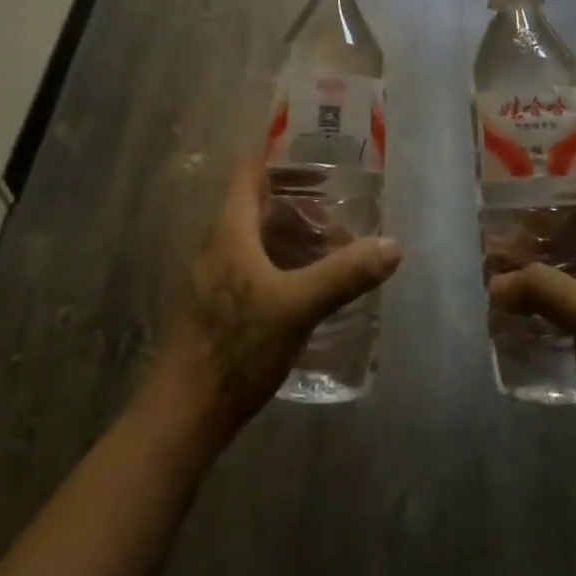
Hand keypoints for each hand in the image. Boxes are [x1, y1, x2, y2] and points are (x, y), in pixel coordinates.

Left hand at [156, 159, 401, 440]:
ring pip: (254, 239)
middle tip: (339, 222)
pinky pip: (249, 267)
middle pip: (257, 205)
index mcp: (230, 228)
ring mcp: (210, 276)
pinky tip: (303, 292)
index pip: (249, 170)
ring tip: (330, 256)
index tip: (320, 170)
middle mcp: (216, 243)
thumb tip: (392, 246)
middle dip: (299, 208)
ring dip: (290, 240)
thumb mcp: (299, 307)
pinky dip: (278, 266)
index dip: (282, 161)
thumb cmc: (237, 347)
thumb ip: (345, 274)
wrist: (183, 414)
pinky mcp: (212, 306)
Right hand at [487, 192, 575, 487]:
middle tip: (500, 241)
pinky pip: (567, 306)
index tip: (524, 197)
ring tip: (499, 275)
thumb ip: (544, 289)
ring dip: (537, 270)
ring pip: (570, 272)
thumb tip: (496, 282)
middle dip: (540, 235)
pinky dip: (541, 303)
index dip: (566, 194)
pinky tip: (515, 315)